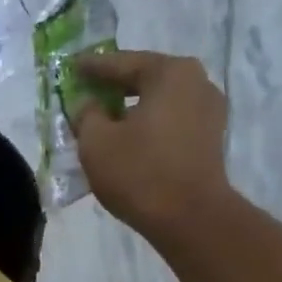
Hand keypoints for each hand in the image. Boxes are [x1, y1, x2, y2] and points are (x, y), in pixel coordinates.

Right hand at [72, 50, 231, 234]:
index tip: (71, 67)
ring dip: (132, 109)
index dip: (92, 67)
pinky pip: (171, 122)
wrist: (190, 219)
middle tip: (87, 92)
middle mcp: (197, 82)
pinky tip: (130, 139)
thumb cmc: (140, 173)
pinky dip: (149, 125)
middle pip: (145, 79)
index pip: (121, 63)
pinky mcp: (210, 139)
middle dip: (114, 87)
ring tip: (106, 119)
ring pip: (160, 102)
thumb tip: (88, 103)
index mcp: (170, 73)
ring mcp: (209, 111)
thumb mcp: (96, 143)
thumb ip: (86, 114)